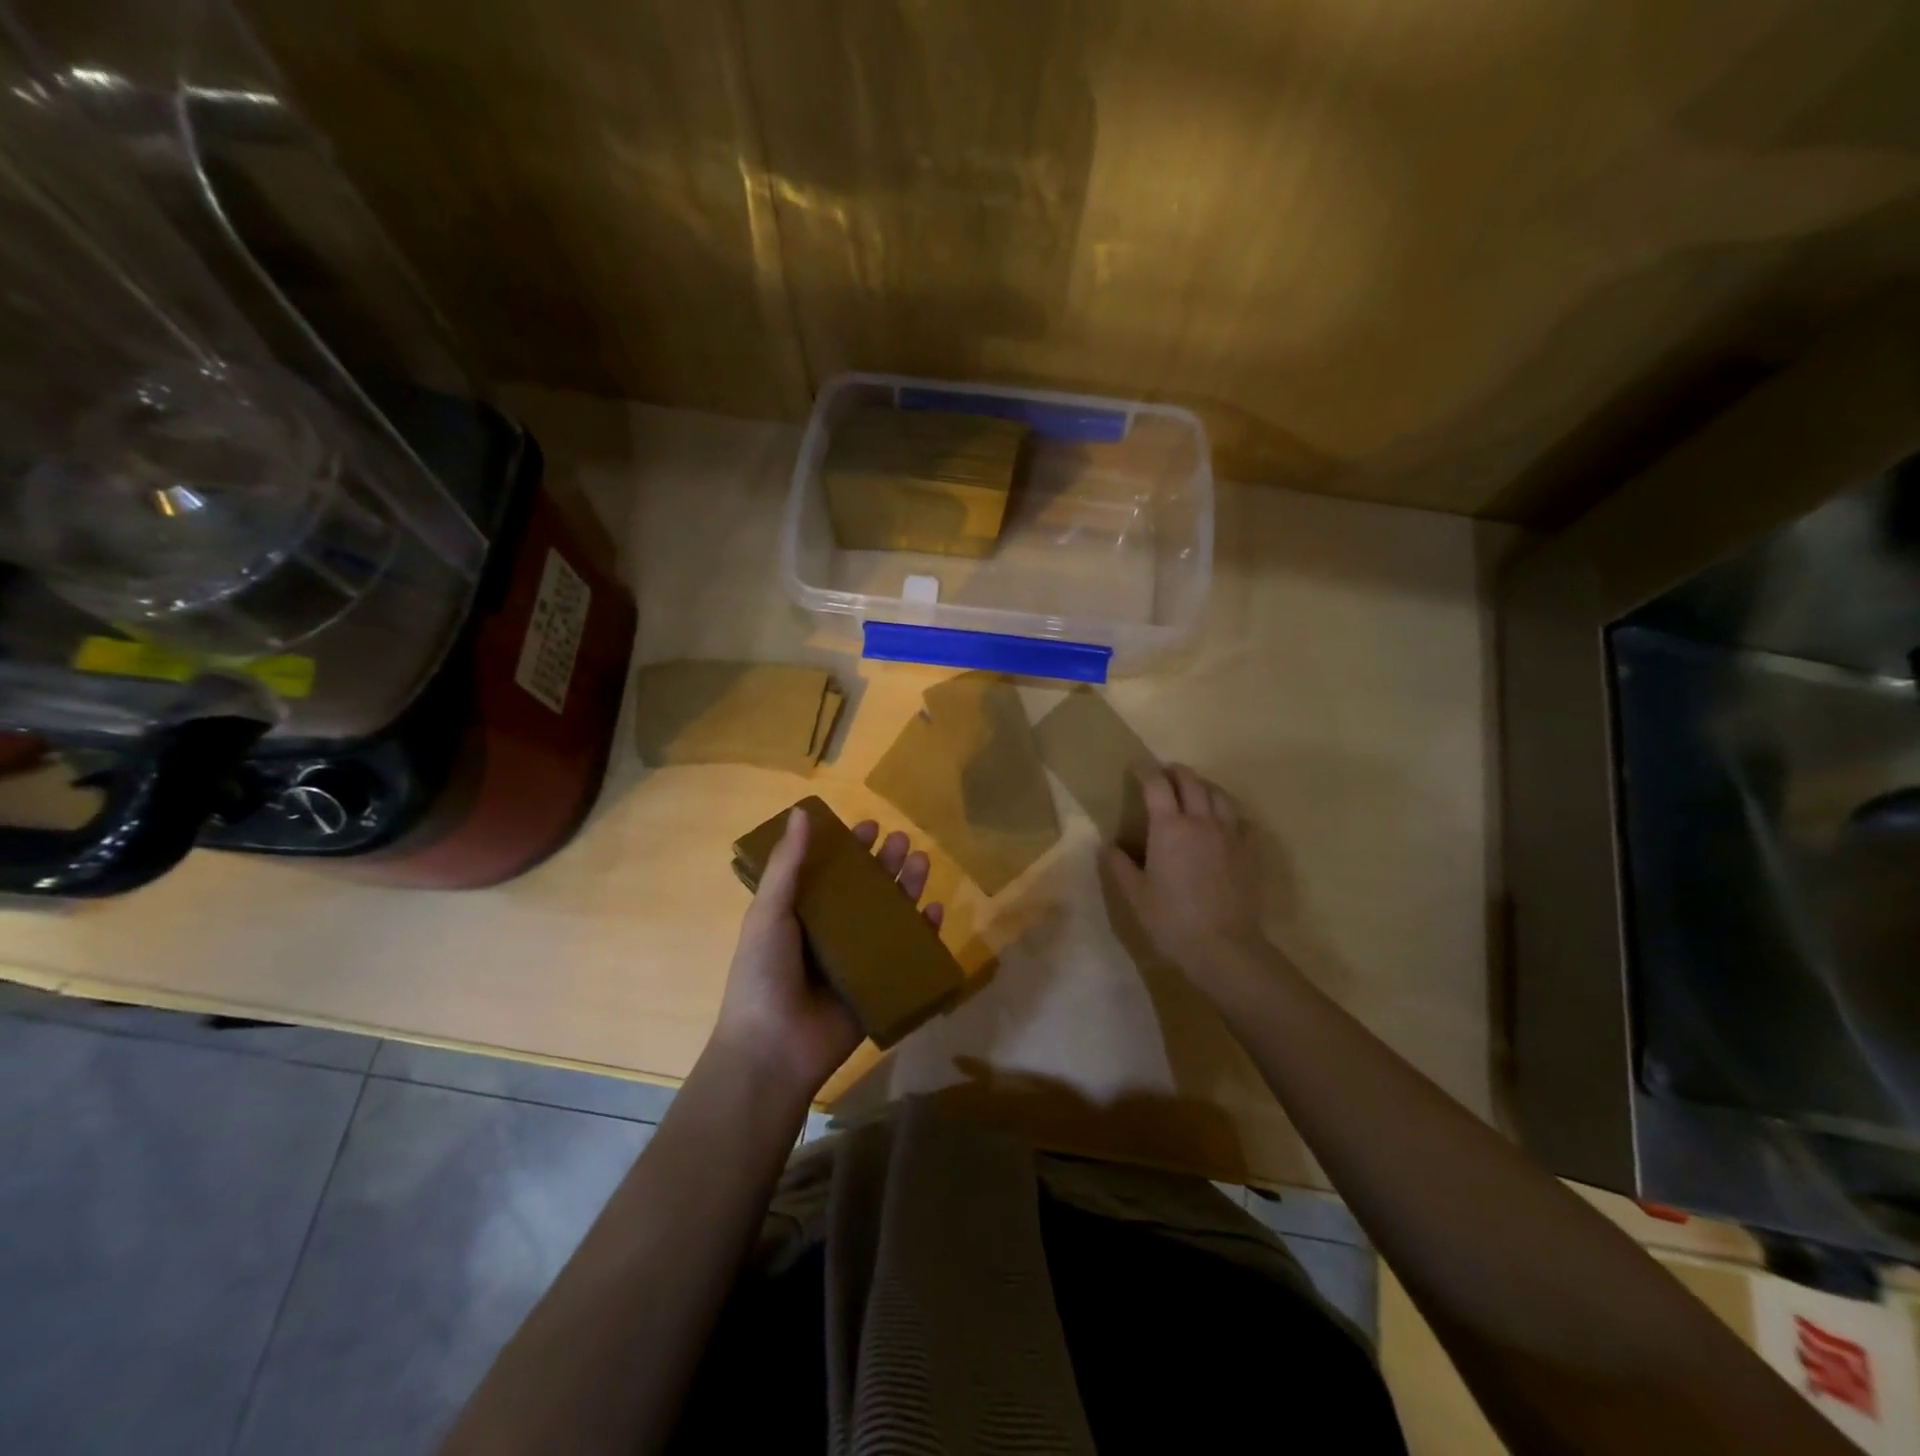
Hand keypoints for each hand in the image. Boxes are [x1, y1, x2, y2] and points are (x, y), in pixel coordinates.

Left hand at [710, 808, 943, 1102]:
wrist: (773, 1050)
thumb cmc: (763, 974)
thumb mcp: (769, 913)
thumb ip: (787, 865)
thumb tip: (801, 812)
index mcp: (801, 914)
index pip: (831, 872)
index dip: (849, 849)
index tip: (869, 827)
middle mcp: (831, 933)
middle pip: (866, 890)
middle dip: (884, 864)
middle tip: (901, 840)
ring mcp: (857, 960)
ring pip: (889, 916)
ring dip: (906, 888)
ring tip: (921, 861)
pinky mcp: (879, 986)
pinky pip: (907, 955)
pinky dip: (922, 933)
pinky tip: (933, 910)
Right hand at [1106, 764, 1265, 982]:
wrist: (1224, 947)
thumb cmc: (1172, 920)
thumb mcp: (1135, 895)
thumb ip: (1119, 865)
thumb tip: (1110, 846)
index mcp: (1169, 827)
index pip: (1157, 785)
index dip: (1145, 771)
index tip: (1137, 768)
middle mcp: (1201, 821)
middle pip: (1191, 781)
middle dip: (1175, 772)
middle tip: (1164, 774)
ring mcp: (1230, 833)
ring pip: (1219, 794)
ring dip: (1203, 785)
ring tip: (1194, 790)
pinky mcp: (1249, 850)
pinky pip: (1240, 818)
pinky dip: (1227, 810)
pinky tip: (1222, 820)